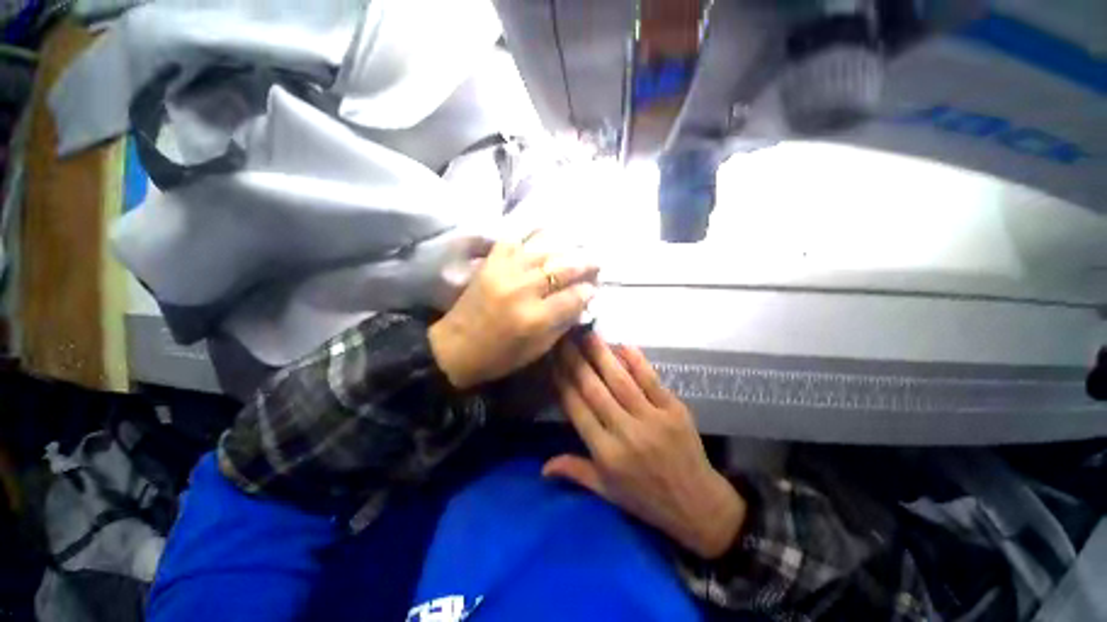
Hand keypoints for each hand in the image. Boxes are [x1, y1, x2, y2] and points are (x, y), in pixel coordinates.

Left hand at [428, 237, 597, 389]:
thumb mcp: (537, 350)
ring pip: (543, 250)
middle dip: (585, 263)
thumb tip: (581, 301)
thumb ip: (561, 324)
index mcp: (534, 318)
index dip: (588, 291)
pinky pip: (515, 238)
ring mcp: (504, 272)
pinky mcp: (490, 263)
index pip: (573, 296)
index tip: (594, 288)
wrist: (454, 348)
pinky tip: (546, 232)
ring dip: (566, 247)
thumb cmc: (498, 357)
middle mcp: (522, 290)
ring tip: (579, 246)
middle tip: (597, 262)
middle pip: (563, 268)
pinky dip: (532, 233)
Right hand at [545, 333, 746, 558]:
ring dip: (601, 354)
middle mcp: (625, 432)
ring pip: (620, 380)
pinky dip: (636, 361)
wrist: (698, 505)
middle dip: (575, 361)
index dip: (562, 382)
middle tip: (564, 338)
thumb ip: (576, 472)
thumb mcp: (607, 492)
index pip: (577, 409)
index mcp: (606, 453)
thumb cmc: (647, 499)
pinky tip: (622, 344)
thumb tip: (542, 467)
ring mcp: (652, 418)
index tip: (553, 361)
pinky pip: (651, 380)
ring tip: (587, 334)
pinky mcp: (674, 409)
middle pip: (594, 389)